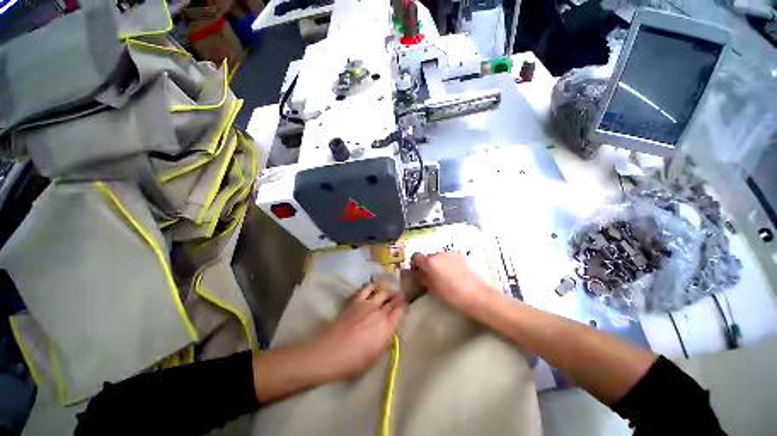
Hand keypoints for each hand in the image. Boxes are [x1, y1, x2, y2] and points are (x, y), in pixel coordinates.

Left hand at [314, 281, 405, 379]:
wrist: (332, 351)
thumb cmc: (355, 361)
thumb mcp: (376, 356)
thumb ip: (385, 340)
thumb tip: (390, 331)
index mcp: (387, 328)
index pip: (400, 311)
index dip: (403, 306)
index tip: (405, 303)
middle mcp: (380, 313)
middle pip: (392, 301)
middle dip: (398, 297)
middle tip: (400, 293)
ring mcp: (368, 304)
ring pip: (382, 292)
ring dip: (387, 290)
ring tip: (389, 288)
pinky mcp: (356, 301)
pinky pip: (367, 288)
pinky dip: (373, 285)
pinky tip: (375, 285)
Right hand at [411, 251, 489, 310]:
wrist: (474, 294)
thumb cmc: (450, 293)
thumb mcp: (431, 287)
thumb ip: (421, 276)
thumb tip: (417, 271)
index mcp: (429, 261)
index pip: (416, 255)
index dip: (415, 262)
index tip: (417, 270)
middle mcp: (438, 253)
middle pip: (428, 256)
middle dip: (428, 263)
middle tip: (431, 275)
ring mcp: (450, 253)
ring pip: (439, 256)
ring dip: (438, 262)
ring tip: (444, 274)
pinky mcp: (459, 254)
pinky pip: (448, 256)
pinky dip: (448, 261)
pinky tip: (453, 272)